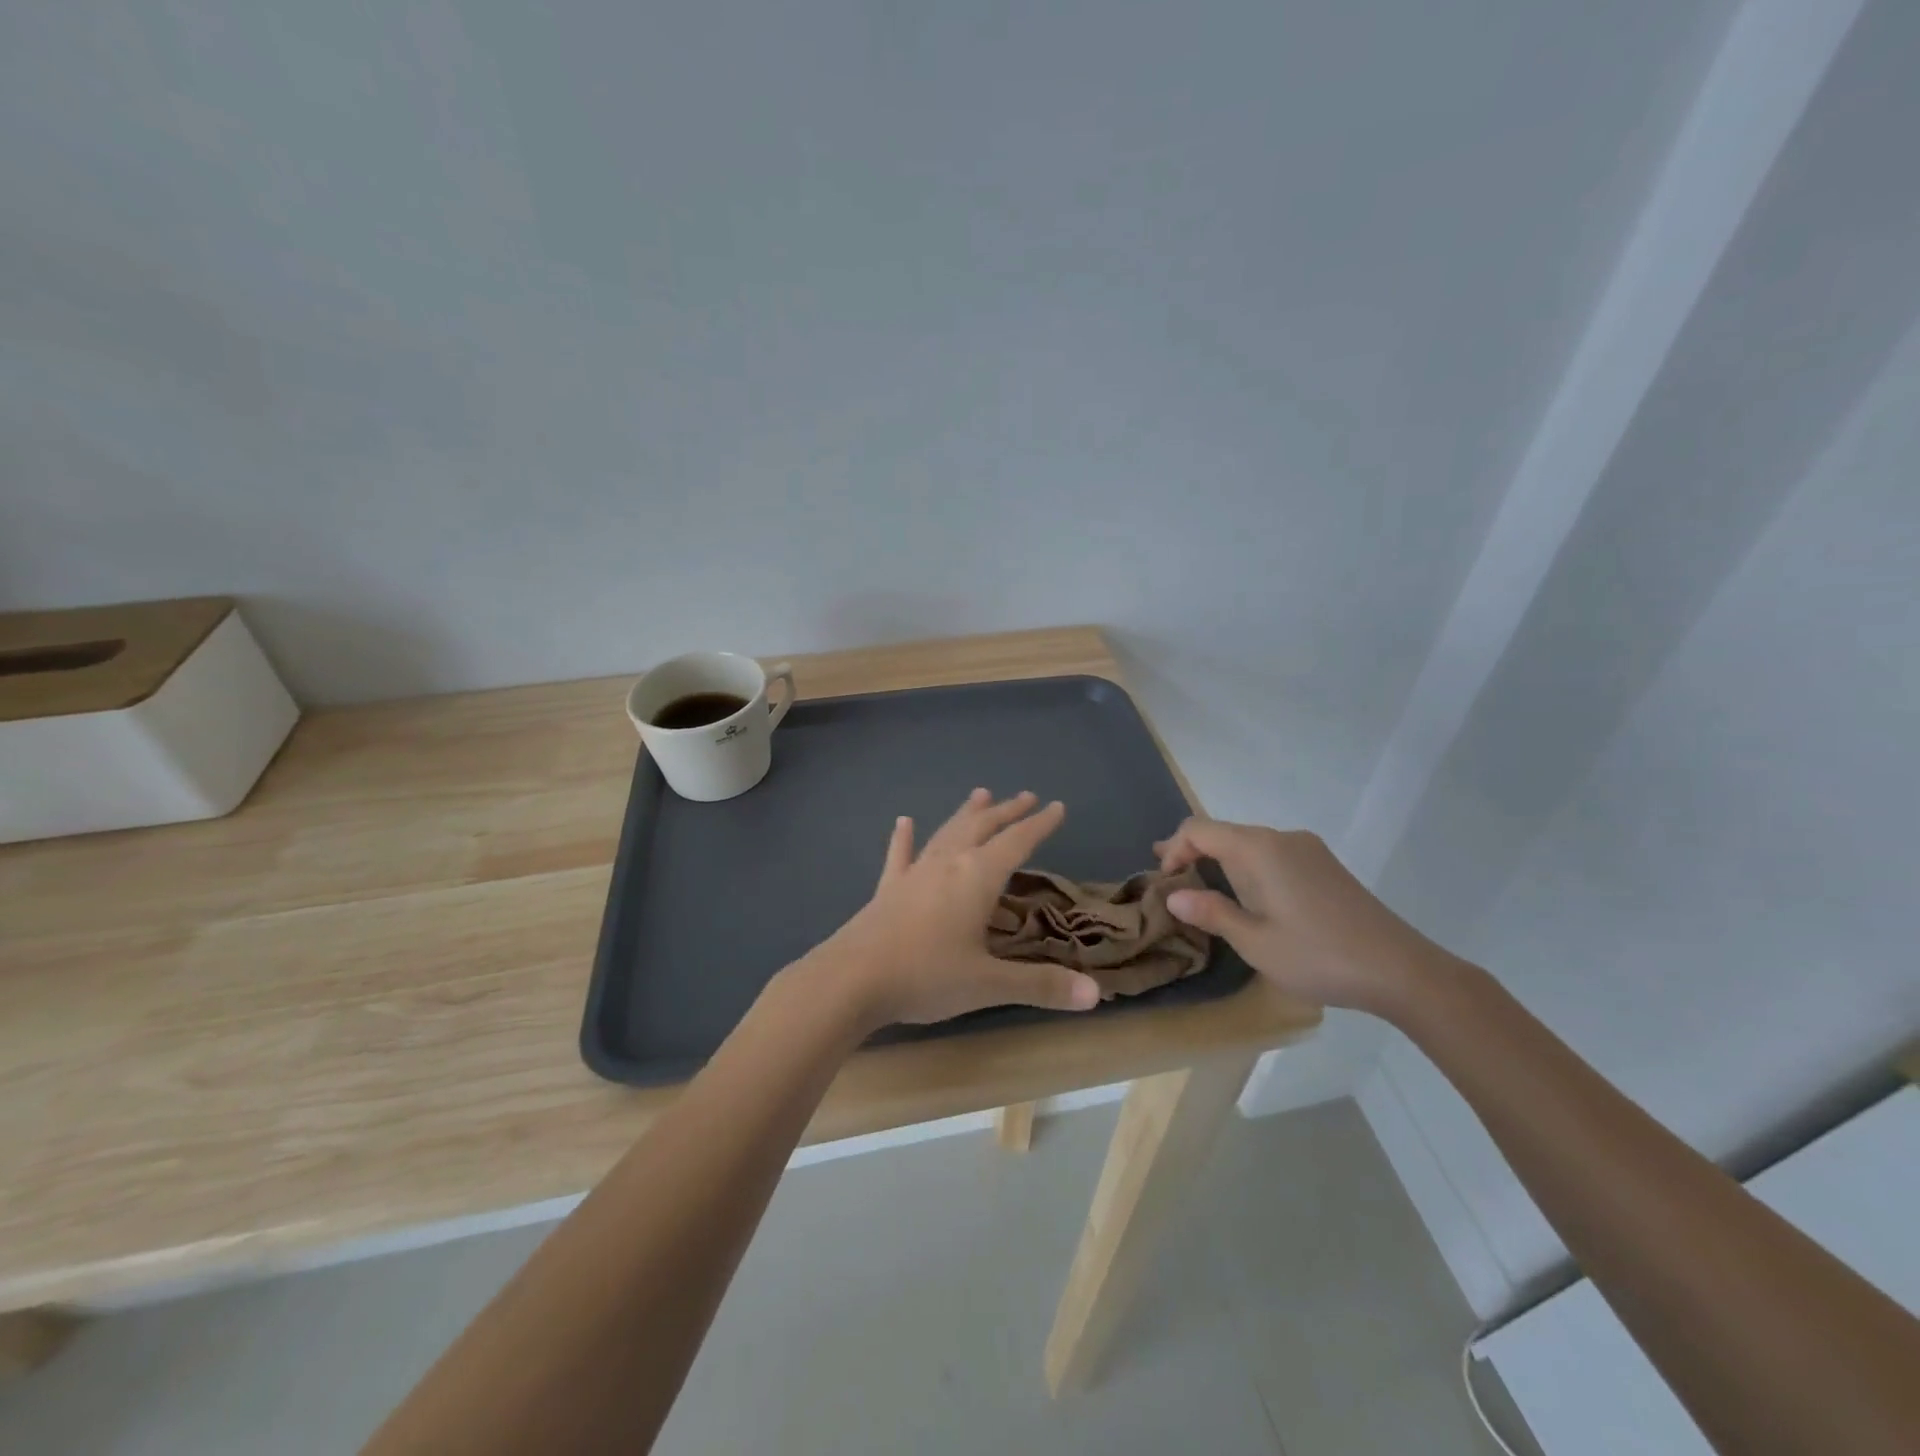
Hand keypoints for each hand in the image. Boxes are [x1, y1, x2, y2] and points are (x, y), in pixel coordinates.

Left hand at [806, 790, 1101, 1029]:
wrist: (851, 980)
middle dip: (1007, 812)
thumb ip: (1040, 986)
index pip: (1017, 843)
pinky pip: (899, 856)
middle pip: (982, 828)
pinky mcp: (888, 890)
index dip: (1039, 825)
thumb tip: (1095, 996)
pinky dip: (903, 839)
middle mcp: (947, 864)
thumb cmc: (927, 977)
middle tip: (1025, 795)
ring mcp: (914, 874)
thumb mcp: (989, 984)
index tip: (1057, 806)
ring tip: (980, 794)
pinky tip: (902, 822)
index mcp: (977, 877)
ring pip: (946, 833)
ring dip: (966, 814)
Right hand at [1155, 818, 1455, 1015]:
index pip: (1199, 829)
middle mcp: (1282, 837)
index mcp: (1259, 849)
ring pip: (1248, 843)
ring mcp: (1308, 849)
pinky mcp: (1325, 865)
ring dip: (1220, 860)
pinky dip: (1247, 867)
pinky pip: (1272, 854)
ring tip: (1201, 887)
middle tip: (1169, 879)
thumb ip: (1211, 913)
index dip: (1174, 848)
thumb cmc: (1319, 956)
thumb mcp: (1255, 942)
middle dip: (1193, 852)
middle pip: (1223, 832)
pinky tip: (1248, 895)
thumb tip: (1173, 896)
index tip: (1163, 881)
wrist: (1402, 970)